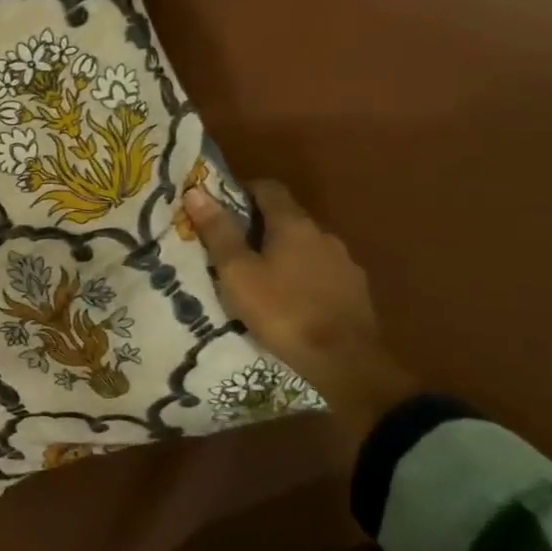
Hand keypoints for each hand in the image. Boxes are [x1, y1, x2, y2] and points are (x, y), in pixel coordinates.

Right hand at [184, 180, 418, 440]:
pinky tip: (292, 299)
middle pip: (288, 217)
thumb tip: (195, 191)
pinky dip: (304, 276)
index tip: (222, 207)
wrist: (345, 361)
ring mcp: (344, 262)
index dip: (244, 191)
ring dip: (285, 253)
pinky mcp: (356, 290)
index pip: (268, 188)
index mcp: (293, 223)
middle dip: (261, 226)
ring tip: (262, 278)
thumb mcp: (237, 272)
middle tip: (234, 248)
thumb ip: (218, 231)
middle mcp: (323, 233)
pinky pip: (323, 271)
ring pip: (306, 246)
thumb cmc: (282, 310)